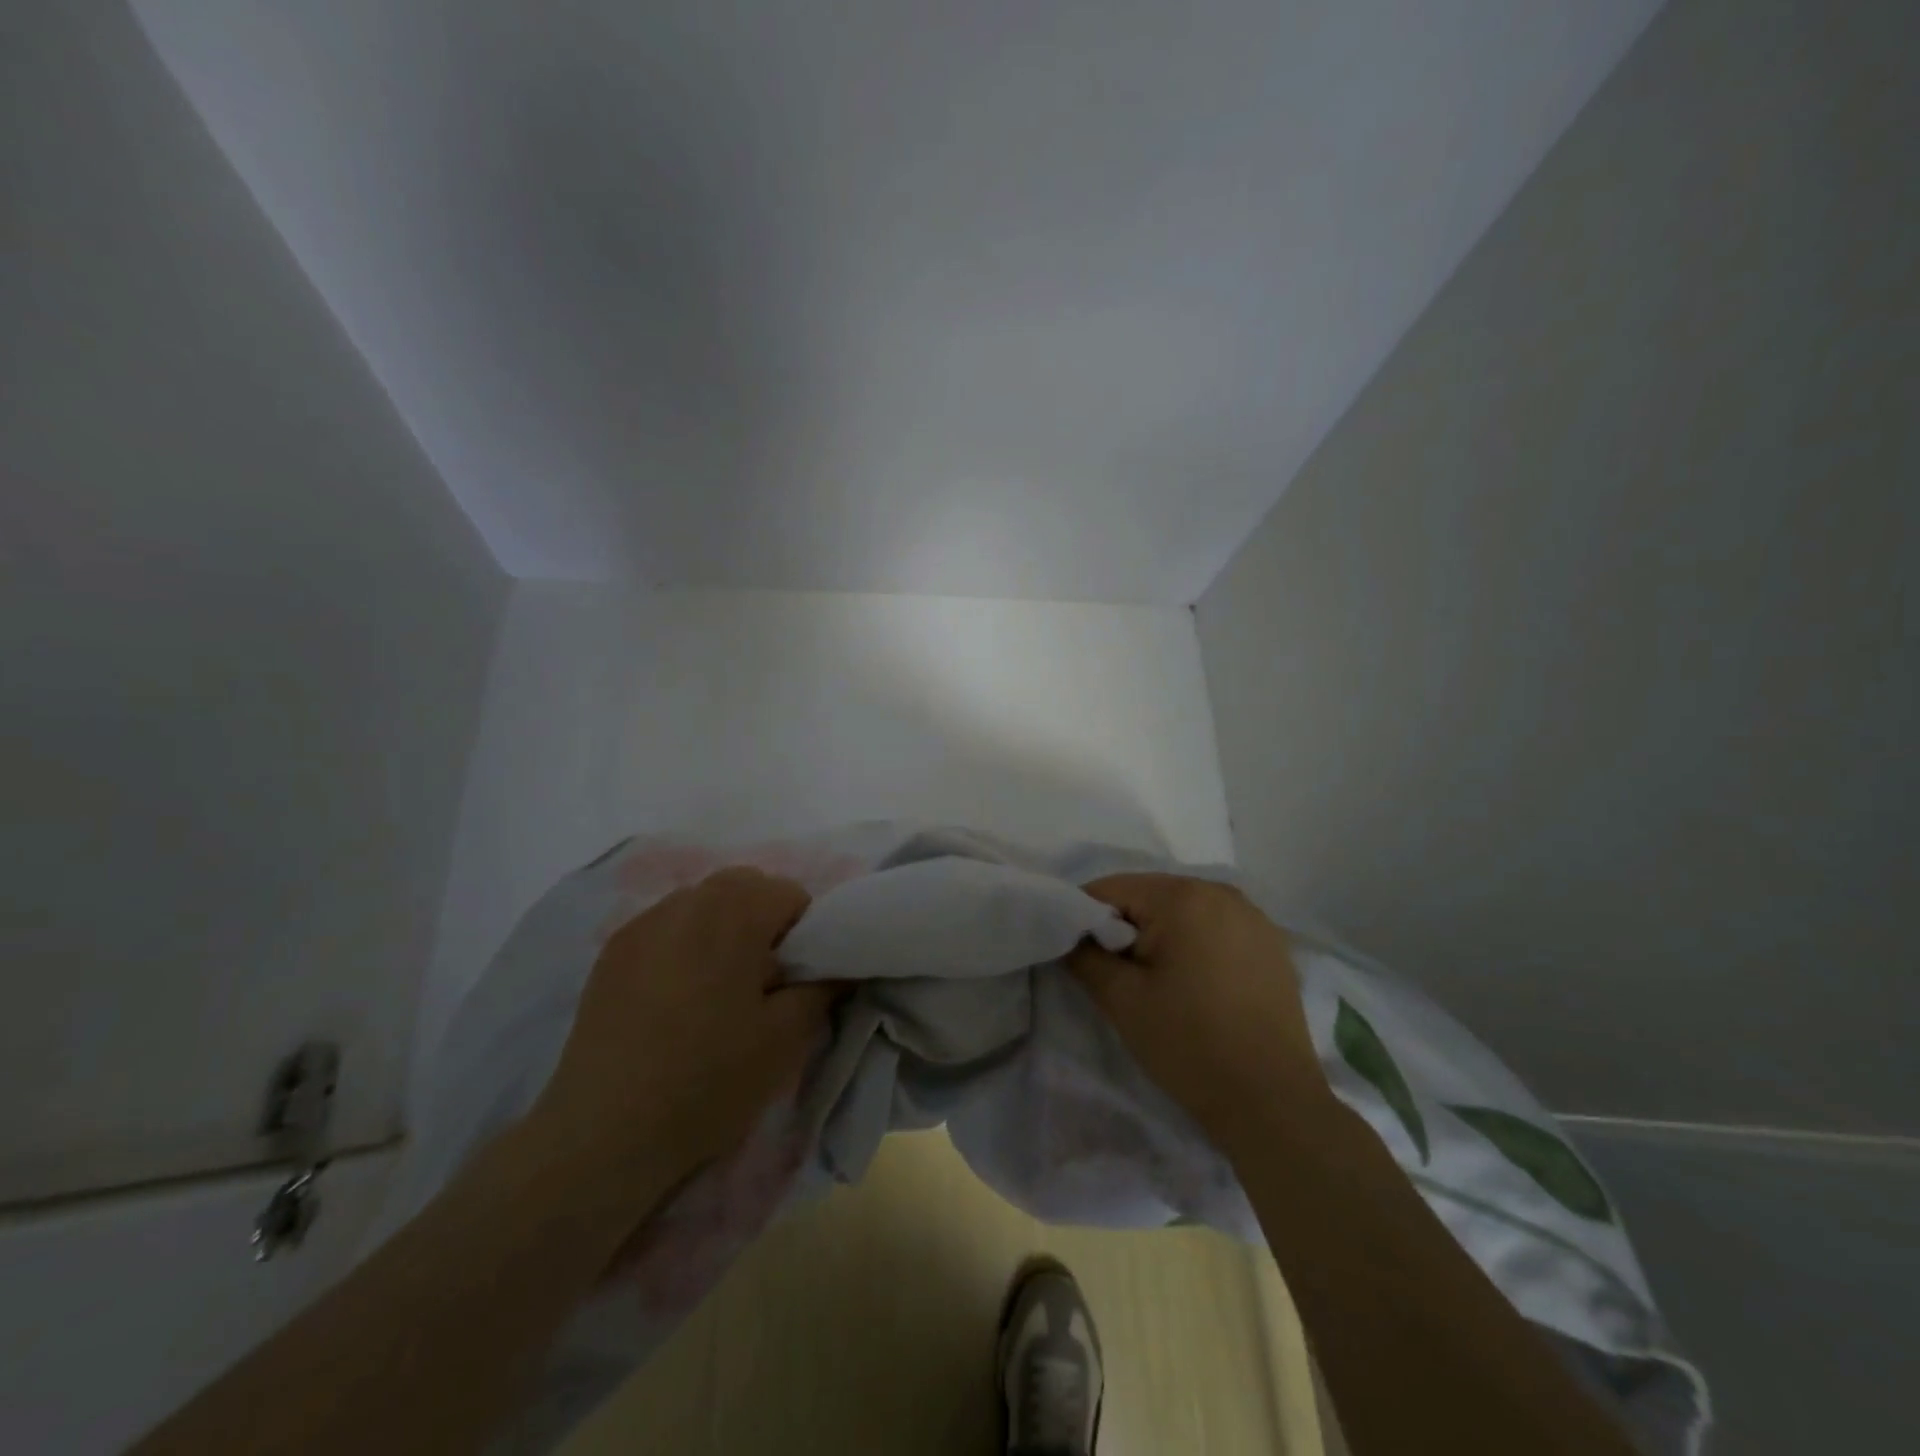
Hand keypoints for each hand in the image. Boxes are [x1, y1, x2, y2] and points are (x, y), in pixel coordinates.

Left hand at [528, 867, 839, 1180]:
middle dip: (764, 922)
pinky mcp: (612, 952)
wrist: (602, 1136)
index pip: (791, 893)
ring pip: (703, 903)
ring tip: (716, 989)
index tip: (795, 979)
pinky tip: (675, 999)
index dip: (806, 933)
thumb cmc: (707, 1080)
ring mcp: (642, 924)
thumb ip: (823, 986)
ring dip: (723, 929)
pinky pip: (666, 927)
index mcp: (733, 912)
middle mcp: (686, 901)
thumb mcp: (786, 1038)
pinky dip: (685, 945)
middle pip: (744, 887)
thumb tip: (836, 964)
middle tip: (763, 982)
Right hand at [1068, 874, 1327, 1143]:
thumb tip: (1070, 936)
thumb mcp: (1122, 1000)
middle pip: (1148, 896)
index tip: (1080, 958)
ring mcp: (1253, 916)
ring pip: (1182, 911)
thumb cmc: (1190, 1044)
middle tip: (1117, 976)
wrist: (1273, 1103)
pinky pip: (1214, 928)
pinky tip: (1196, 986)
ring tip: (1156, 984)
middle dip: (1124, 928)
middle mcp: (1221, 891)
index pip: (1110, 889)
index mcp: (1183, 896)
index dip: (1085, 920)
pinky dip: (1194, 945)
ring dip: (1159, 937)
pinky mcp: (1271, 943)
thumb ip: (1084, 956)